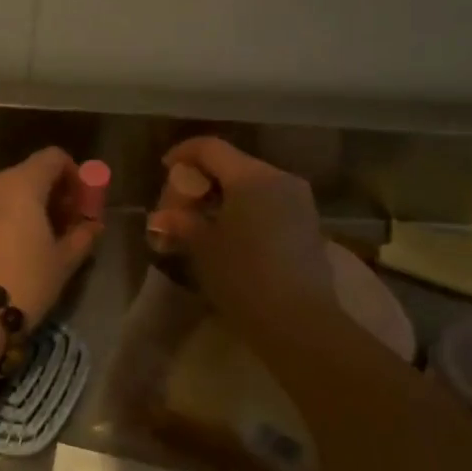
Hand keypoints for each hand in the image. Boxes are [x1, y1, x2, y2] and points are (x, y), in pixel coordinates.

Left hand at [0, 148, 102, 327]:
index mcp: (21, 183)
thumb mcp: (62, 261)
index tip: (82, 204)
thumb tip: (93, 225)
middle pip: (29, 174)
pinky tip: (13, 250)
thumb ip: (82, 236)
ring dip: (28, 208)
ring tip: (41, 242)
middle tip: (67, 226)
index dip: (74, 175)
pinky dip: (5, 219)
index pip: (53, 158)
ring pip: (6, 193)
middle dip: (52, 194)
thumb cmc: (24, 281)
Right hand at [148, 137, 338, 338]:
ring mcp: (299, 202)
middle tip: (178, 206)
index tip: (164, 168)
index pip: (210, 148)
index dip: (183, 154)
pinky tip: (229, 235)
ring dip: (223, 196)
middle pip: (232, 164)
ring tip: (201, 223)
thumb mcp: (202, 247)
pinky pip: (268, 203)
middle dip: (202, 180)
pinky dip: (244, 210)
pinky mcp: (308, 225)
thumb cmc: (243, 276)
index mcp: (251, 176)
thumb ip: (181, 222)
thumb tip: (163, 217)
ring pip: (252, 185)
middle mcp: (279, 179)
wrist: (298, 322)